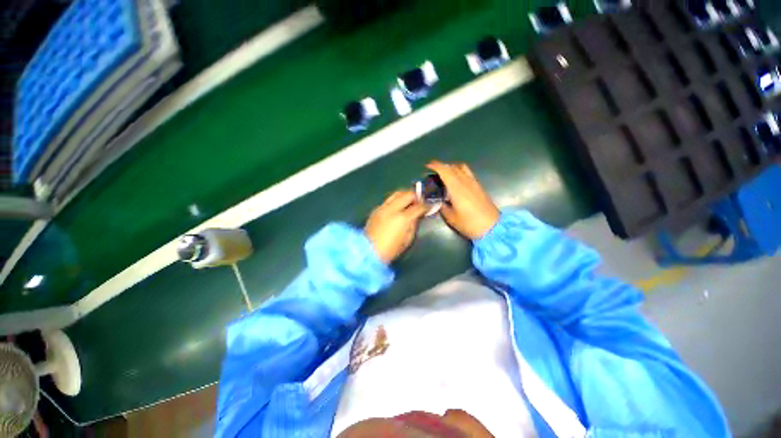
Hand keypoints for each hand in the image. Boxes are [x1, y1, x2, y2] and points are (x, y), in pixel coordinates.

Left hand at [365, 191, 427, 263]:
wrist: (368, 252)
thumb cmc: (390, 250)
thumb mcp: (407, 239)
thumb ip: (413, 224)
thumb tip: (416, 216)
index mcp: (402, 218)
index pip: (418, 206)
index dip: (426, 205)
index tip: (430, 206)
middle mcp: (392, 209)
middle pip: (407, 194)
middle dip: (416, 196)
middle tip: (420, 201)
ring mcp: (382, 208)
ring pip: (396, 193)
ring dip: (405, 195)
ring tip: (410, 201)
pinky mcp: (375, 210)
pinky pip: (388, 200)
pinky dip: (395, 201)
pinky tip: (397, 208)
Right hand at [426, 161, 498, 239]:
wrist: (492, 227)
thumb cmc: (470, 223)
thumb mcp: (451, 218)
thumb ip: (443, 207)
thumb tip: (438, 202)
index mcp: (457, 188)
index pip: (445, 171)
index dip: (436, 166)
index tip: (427, 166)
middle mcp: (465, 182)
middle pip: (453, 167)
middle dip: (442, 166)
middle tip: (433, 172)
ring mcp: (474, 183)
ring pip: (462, 168)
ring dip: (452, 167)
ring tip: (445, 174)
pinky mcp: (479, 186)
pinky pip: (467, 173)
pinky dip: (459, 172)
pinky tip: (456, 181)